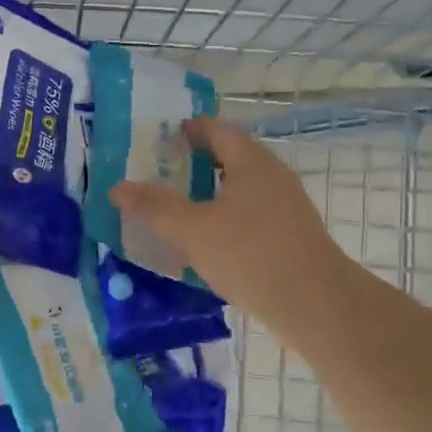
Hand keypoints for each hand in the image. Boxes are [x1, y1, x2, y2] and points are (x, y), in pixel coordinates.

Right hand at [109, 117, 344, 334]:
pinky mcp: (291, 237)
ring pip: (243, 190)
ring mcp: (287, 208)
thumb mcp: (193, 229)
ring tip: (181, 206)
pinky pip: (252, 215)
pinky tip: (209, 240)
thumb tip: (117, 187)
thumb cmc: (250, 254)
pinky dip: (227, 217)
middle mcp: (273, 178)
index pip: (219, 131)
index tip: (169, 133)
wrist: (314, 303)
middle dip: (200, 161)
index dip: (193, 128)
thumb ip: (155, 207)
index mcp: (252, 164)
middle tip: (166, 169)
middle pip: (233, 158)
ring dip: (213, 192)